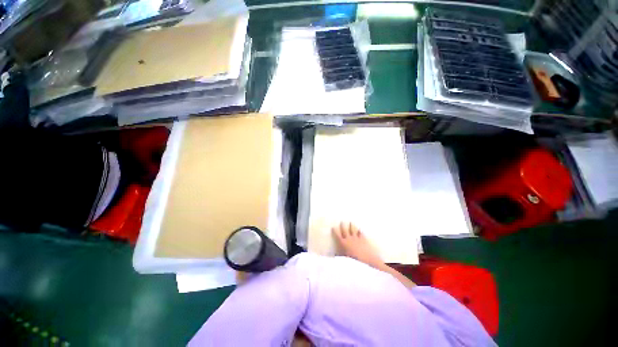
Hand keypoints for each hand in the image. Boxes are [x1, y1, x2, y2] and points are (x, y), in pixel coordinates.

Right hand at [332, 222, 384, 268]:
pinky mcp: (362, 238)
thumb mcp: (346, 257)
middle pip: (345, 230)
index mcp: (344, 243)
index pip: (338, 235)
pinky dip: (360, 231)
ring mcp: (356, 237)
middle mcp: (349, 238)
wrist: (366, 258)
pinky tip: (360, 229)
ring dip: (351, 226)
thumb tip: (335, 254)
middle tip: (342, 222)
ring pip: (353, 230)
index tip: (333, 227)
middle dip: (343, 225)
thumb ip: (341, 254)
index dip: (335, 231)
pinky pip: (361, 233)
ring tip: (351, 222)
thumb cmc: (354, 259)